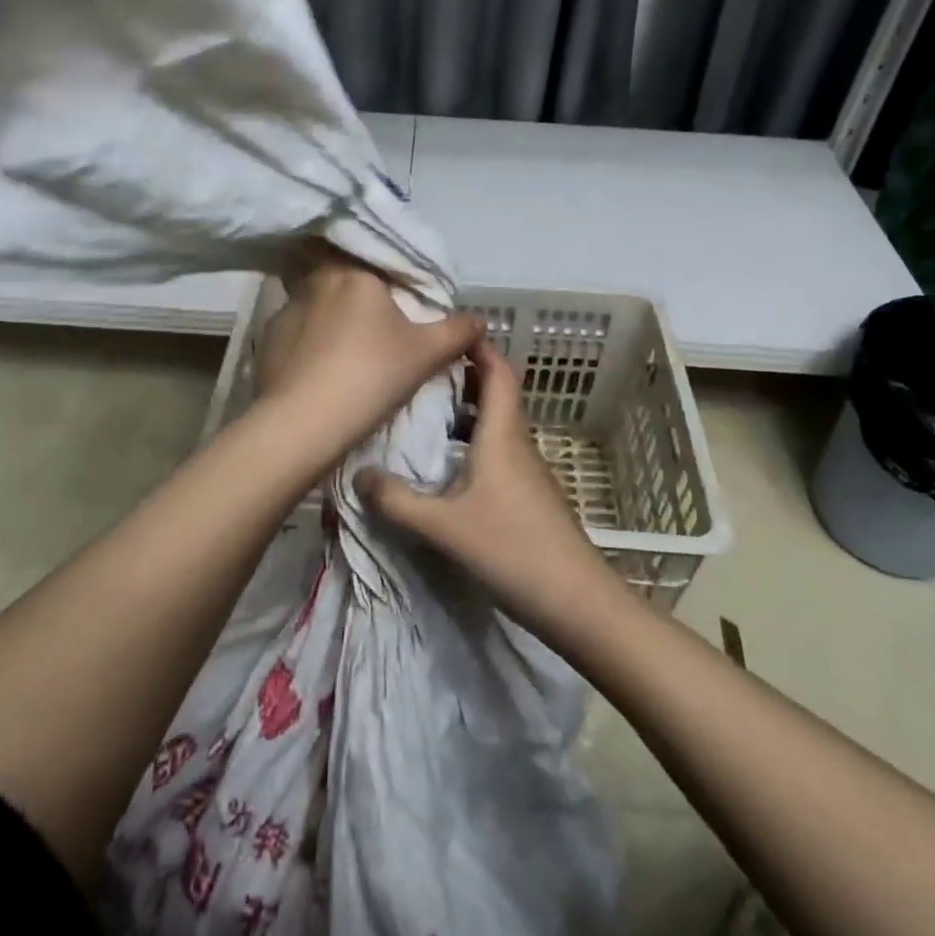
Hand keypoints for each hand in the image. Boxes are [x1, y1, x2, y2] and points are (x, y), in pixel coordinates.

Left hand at [253, 248, 481, 461]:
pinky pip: (295, 333)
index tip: (400, 303)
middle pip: (343, 279)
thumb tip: (480, 319)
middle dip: (357, 297)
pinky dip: (307, 344)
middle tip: (375, 325)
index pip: (376, 262)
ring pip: (315, 304)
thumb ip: (457, 331)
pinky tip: (318, 369)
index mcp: (355, 274)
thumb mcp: (426, 354)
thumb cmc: (372, 376)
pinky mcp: (266, 340)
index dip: (391, 281)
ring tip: (345, 350)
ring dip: (329, 319)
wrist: (305, 423)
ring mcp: (286, 310)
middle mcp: (317, 282)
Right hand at [355, 339, 620, 640]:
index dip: (477, 347)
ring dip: (464, 414)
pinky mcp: (527, 496)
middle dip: (461, 377)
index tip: (444, 334)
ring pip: (494, 425)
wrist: (576, 600)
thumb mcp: (444, 526)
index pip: (497, 371)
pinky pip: (496, 452)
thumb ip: (398, 501)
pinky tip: (444, 469)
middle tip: (417, 375)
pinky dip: (471, 444)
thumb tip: (358, 474)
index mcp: (502, 434)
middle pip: (494, 394)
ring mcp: (525, 471)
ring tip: (422, 417)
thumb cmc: (512, 549)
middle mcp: (516, 443)